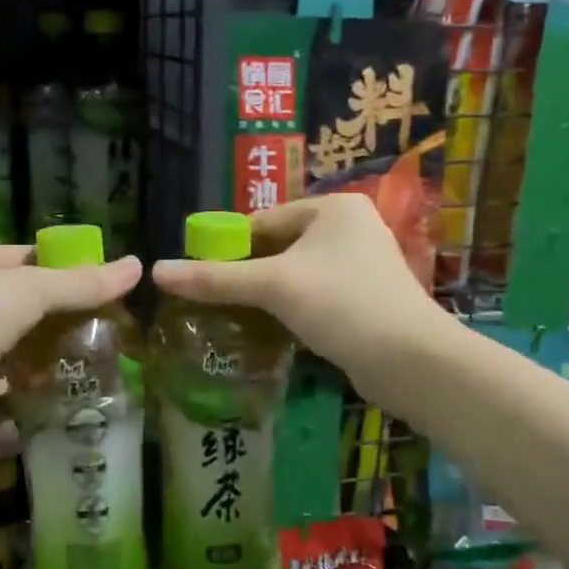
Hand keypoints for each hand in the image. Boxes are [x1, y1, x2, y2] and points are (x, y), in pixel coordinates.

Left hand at [0, 244, 141, 424]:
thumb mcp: (32, 288)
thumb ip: (82, 283)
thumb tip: (136, 266)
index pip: (21, 257)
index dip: (60, 266)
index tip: (98, 280)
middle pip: (20, 301)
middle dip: (58, 312)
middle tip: (104, 319)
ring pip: (16, 341)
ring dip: (48, 349)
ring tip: (96, 351)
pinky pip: (10, 379)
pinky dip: (35, 382)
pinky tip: (70, 383)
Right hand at [150, 195, 447, 413]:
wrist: (412, 360)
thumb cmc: (342, 305)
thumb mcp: (274, 286)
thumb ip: (215, 278)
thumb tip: (157, 271)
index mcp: (333, 207)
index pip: (264, 220)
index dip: (229, 247)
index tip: (199, 276)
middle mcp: (350, 228)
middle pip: (280, 247)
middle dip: (248, 275)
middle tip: (212, 301)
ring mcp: (362, 265)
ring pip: (297, 275)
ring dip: (268, 296)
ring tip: (233, 319)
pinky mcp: (366, 299)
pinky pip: (315, 296)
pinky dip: (292, 310)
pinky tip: (270, 332)